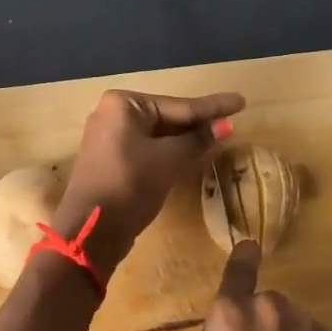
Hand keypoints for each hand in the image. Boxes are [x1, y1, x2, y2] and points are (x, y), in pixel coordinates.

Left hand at [50, 88, 244, 282]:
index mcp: (123, 104)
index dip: (212, 106)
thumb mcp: (168, 160)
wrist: (90, 230)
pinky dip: (169, 151)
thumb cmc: (130, 184)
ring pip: (157, 135)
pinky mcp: (111, 161)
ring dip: (185, 138)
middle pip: (166, 117)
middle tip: (233, 118)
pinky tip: (192, 152)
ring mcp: (109, 138)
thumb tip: (226, 125)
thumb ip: (197, 140)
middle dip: (199, 122)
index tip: (240, 100)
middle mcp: (112, 114)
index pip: (178, 106)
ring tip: (220, 133)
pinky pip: (147, 149)